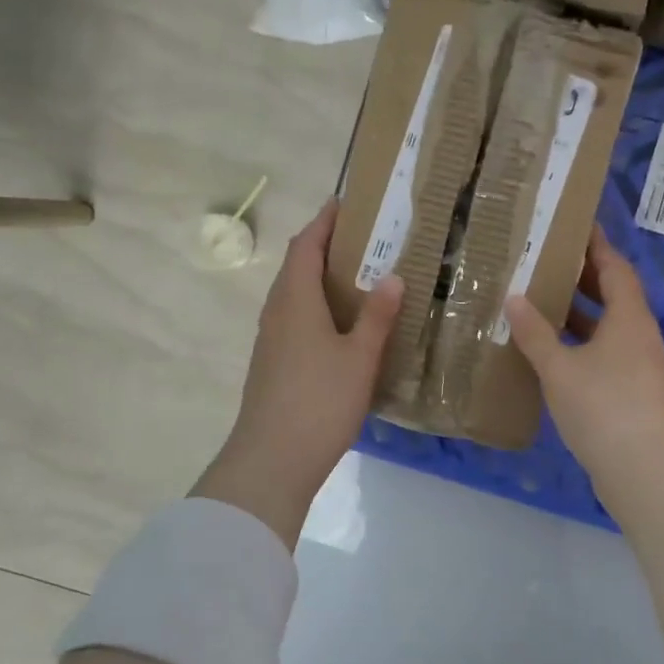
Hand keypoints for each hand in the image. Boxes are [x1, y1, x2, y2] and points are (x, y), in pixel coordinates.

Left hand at [193, 199, 402, 543]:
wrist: (271, 460)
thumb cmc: (319, 401)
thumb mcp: (359, 357)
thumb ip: (377, 316)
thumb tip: (393, 277)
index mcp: (295, 301)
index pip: (306, 246)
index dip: (323, 222)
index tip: (344, 203)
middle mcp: (277, 313)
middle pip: (296, 267)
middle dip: (324, 247)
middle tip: (362, 240)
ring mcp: (270, 340)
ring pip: (293, 295)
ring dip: (318, 278)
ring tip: (356, 277)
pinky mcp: (271, 364)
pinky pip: (293, 319)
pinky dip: (315, 307)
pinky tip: (339, 325)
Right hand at [504, 227, 663, 483]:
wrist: (645, 471)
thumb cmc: (603, 407)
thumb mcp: (559, 368)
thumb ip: (535, 333)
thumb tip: (514, 298)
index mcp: (629, 318)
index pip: (615, 268)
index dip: (597, 246)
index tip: (577, 226)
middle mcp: (640, 336)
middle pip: (616, 295)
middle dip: (585, 278)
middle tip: (550, 262)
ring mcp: (640, 367)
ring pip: (610, 328)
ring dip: (582, 314)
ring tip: (544, 303)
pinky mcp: (635, 393)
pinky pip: (607, 354)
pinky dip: (583, 344)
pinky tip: (555, 354)